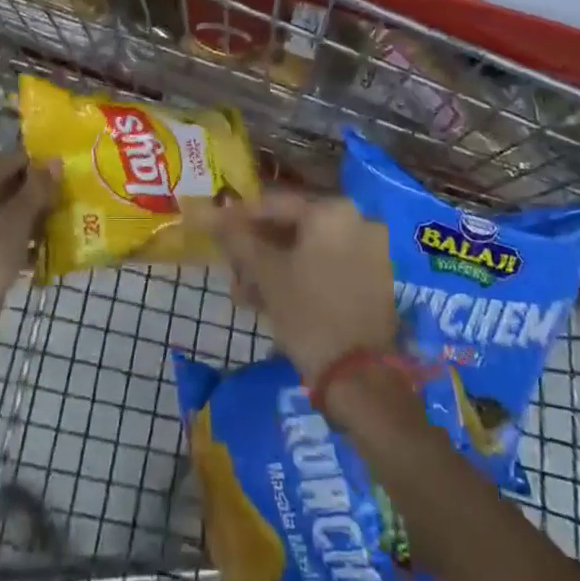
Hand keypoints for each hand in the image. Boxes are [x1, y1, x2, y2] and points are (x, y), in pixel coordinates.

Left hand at [0, 150, 57, 338]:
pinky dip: (10, 239)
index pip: (16, 158)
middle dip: (36, 197)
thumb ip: (38, 189)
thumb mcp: (19, 222)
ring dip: (26, 220)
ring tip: (54, 236)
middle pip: (7, 183)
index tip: (66, 185)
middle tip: (64, 211)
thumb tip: (55, 160)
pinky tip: (32, 258)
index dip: (43, 168)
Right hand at [191, 190, 398, 384]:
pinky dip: (299, 276)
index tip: (214, 227)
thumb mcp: (265, 272)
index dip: (239, 216)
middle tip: (231, 265)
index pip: (274, 204)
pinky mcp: (373, 279)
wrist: (360, 377)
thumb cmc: (307, 312)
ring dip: (274, 266)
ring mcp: (369, 250)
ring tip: (244, 293)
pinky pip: (326, 266)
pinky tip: (270, 300)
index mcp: (331, 210)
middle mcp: (356, 220)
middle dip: (257, 247)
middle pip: (293, 226)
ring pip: (308, 249)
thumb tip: (206, 213)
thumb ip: (237, 238)